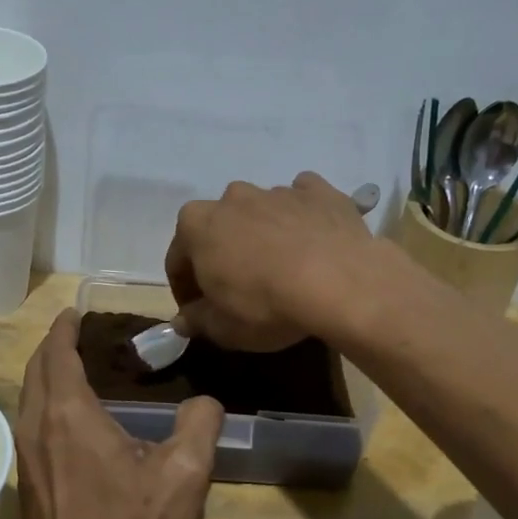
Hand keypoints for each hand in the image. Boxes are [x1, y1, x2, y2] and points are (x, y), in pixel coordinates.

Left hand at [15, 310, 225, 518]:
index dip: (63, 329)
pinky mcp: (27, 488)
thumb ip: (199, 427)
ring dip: (43, 378)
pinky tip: (67, 424)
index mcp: (69, 415)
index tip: (72, 312)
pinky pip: (29, 428)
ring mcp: (26, 461)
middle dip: (50, 348)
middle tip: (73, 335)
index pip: (57, 355)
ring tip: (70, 371)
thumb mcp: (183, 475)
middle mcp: (37, 429)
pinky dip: (43, 407)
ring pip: (27, 401)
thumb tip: (206, 401)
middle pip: (35, 373)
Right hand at [165, 172, 378, 350]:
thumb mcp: (223, 328)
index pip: (178, 259)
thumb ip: (197, 321)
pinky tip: (312, 240)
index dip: (184, 288)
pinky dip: (301, 217)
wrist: (340, 282)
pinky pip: (302, 200)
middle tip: (238, 288)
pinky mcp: (318, 191)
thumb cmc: (267, 305)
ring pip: (260, 212)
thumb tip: (182, 320)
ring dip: (262, 235)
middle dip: (222, 254)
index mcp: (196, 225)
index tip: (197, 311)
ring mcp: (276, 190)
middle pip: (219, 228)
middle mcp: (232, 198)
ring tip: (281, 268)